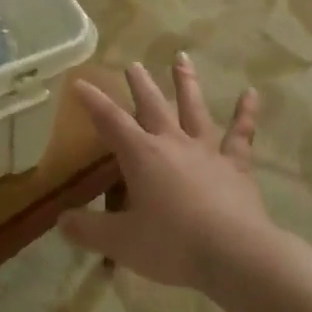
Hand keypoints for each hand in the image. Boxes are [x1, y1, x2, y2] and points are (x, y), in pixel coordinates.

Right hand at [59, 55, 267, 291]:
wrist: (235, 254)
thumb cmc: (173, 245)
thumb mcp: (121, 242)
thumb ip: (89, 230)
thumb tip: (61, 222)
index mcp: (141, 155)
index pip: (110, 121)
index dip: (93, 101)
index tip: (79, 82)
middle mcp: (172, 143)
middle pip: (152, 106)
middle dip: (140, 84)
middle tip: (133, 64)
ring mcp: (207, 151)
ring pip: (194, 109)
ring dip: (186, 83)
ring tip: (181, 57)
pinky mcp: (236, 166)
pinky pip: (240, 135)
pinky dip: (245, 114)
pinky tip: (251, 94)